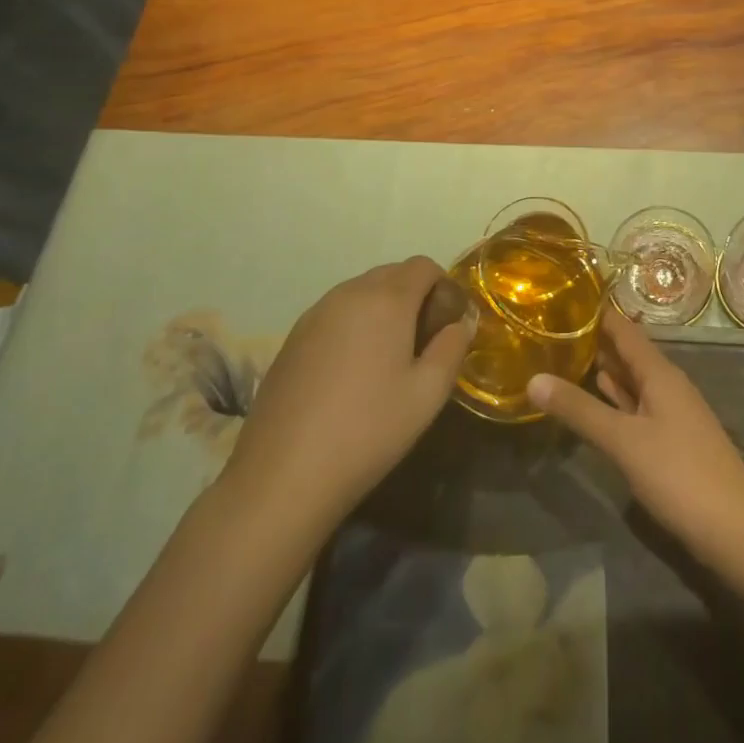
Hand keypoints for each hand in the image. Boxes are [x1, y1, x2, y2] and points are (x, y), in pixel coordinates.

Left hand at [218, 258, 474, 534]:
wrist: (282, 476)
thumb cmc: (367, 431)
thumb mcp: (427, 394)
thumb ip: (452, 348)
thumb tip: (461, 322)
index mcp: (387, 299)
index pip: (423, 266)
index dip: (442, 287)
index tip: (445, 325)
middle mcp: (349, 293)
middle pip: (391, 274)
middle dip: (413, 296)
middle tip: (420, 343)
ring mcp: (315, 313)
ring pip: (360, 291)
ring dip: (381, 309)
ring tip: (384, 359)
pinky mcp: (292, 337)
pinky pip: (335, 313)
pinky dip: (352, 325)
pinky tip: (349, 373)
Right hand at [528, 310, 743, 563]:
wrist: (737, 532)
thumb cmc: (680, 475)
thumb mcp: (624, 441)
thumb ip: (580, 410)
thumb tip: (533, 379)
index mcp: (660, 373)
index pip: (624, 329)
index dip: (597, 313)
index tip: (562, 298)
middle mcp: (667, 385)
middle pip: (628, 352)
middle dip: (595, 340)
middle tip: (553, 328)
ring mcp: (671, 414)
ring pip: (632, 380)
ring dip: (604, 368)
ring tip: (565, 355)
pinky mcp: (671, 442)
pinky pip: (636, 407)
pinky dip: (614, 399)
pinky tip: (597, 398)